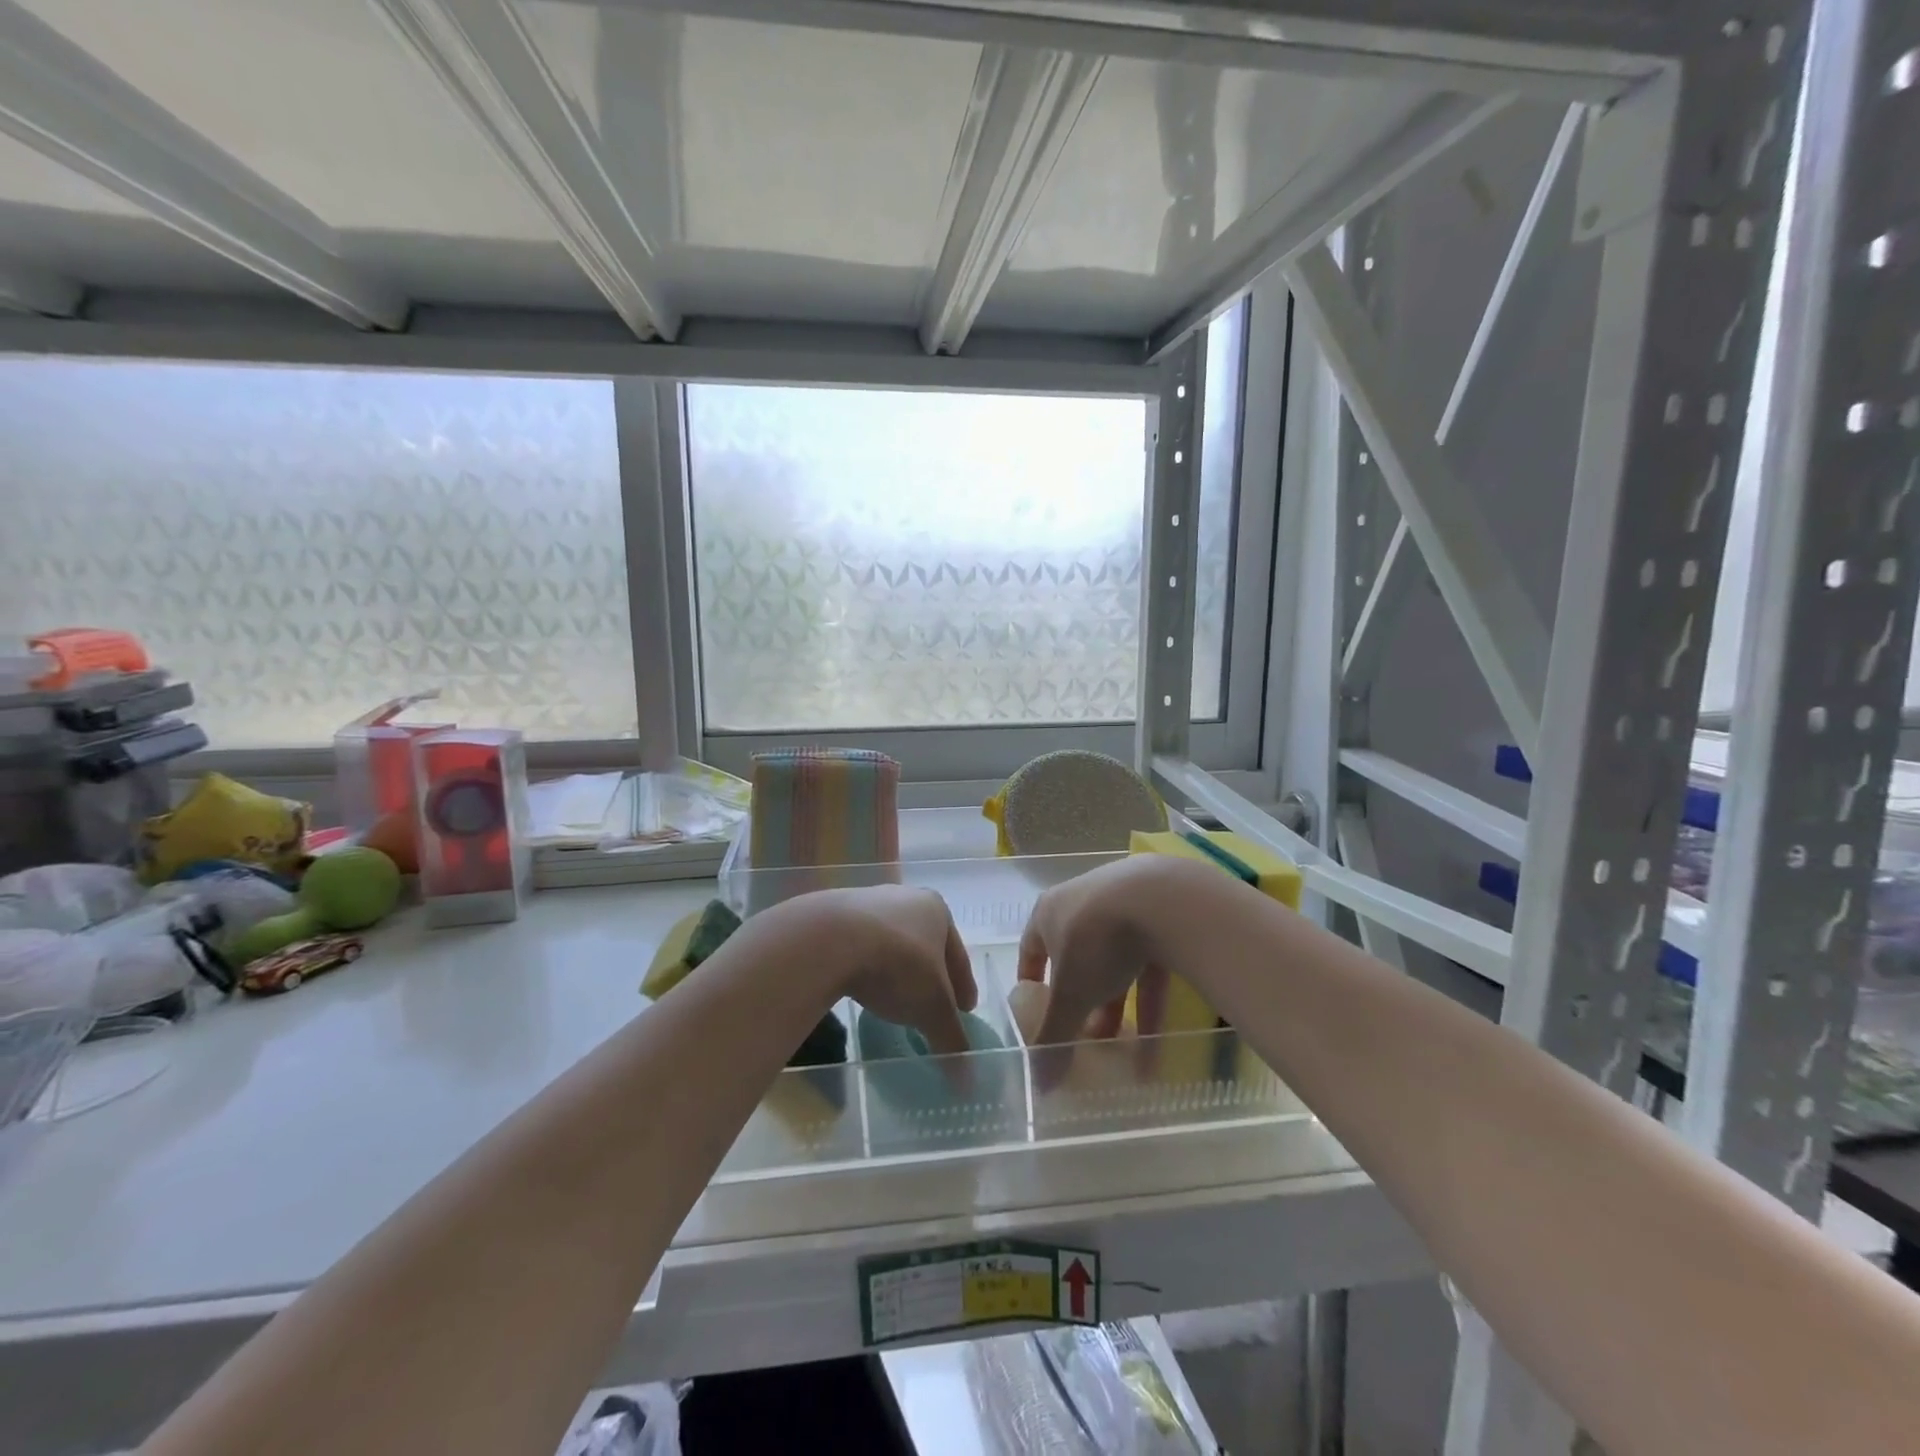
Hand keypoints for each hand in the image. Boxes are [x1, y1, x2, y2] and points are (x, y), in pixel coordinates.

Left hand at [816, 886, 977, 1056]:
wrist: (830, 939)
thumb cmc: (898, 964)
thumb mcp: (932, 1007)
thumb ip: (951, 1036)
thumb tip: (966, 1076)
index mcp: (936, 910)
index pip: (958, 955)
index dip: (964, 986)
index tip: (966, 1011)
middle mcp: (905, 899)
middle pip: (925, 945)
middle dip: (929, 975)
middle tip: (932, 1005)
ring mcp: (866, 903)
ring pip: (890, 944)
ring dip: (895, 969)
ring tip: (893, 1000)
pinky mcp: (833, 916)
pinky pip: (858, 947)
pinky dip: (866, 967)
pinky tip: (862, 988)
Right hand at [1017, 857, 1187, 1043]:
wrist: (1161, 899)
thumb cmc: (1096, 942)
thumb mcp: (1071, 996)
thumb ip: (1054, 1035)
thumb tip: (1037, 1084)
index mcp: (1048, 912)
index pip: (1031, 947)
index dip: (1032, 979)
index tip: (1037, 1008)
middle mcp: (1081, 901)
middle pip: (1076, 956)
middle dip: (1081, 998)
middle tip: (1086, 1034)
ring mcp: (1122, 900)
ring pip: (1115, 959)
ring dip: (1117, 1001)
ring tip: (1123, 1043)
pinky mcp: (1159, 909)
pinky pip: (1149, 958)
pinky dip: (1150, 994)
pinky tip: (1159, 1033)